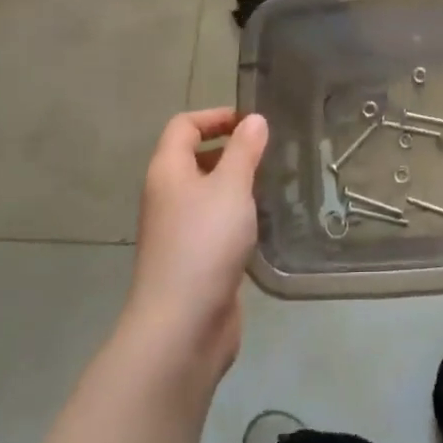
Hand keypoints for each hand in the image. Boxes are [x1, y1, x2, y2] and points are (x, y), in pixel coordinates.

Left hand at [122, 109, 268, 379]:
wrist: (182, 325)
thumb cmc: (205, 243)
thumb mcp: (231, 187)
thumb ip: (244, 150)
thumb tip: (253, 120)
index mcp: (168, 171)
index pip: (184, 126)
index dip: (216, 116)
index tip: (253, 122)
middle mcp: (168, 196)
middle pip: (195, 157)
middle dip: (231, 149)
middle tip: (270, 152)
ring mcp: (178, 230)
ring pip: (208, 193)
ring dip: (237, 184)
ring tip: (275, 183)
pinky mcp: (194, 259)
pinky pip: (216, 223)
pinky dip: (237, 215)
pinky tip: (264, 222)